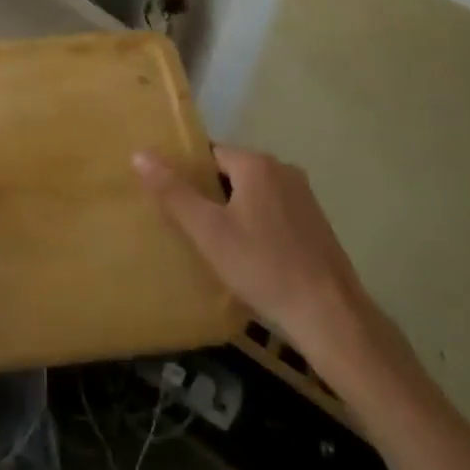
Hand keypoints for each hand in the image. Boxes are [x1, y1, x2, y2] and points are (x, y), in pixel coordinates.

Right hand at [133, 145, 413, 391]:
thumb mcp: (208, 231)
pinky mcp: (316, 222)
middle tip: (194, 228)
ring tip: (219, 244)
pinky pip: (275, 211)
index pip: (210, 155)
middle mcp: (283, 169)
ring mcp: (304, 196)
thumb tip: (139, 154)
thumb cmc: (263, 266)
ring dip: (237, 211)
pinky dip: (259, 225)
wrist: (329, 315)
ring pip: (255, 193)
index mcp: (256, 163)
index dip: (191, 177)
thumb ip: (173, 192)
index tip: (178, 203)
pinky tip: (252, 256)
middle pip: (233, 173)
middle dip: (213, 195)